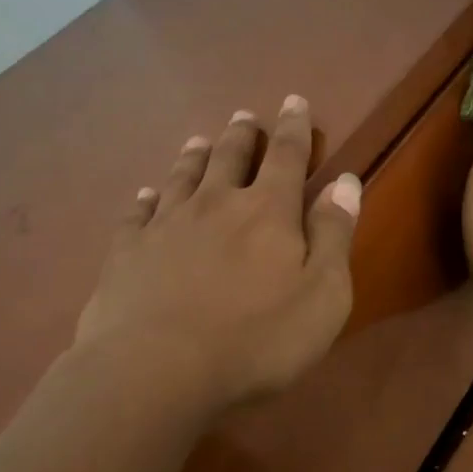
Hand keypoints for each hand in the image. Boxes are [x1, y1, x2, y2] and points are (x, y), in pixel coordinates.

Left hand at [74, 94, 361, 411]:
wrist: (156, 370)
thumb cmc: (255, 341)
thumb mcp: (322, 296)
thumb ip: (334, 235)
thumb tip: (345, 181)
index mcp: (267, 211)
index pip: (287, 156)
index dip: (294, 127)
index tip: (293, 101)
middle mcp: (215, 204)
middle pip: (230, 157)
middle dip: (242, 135)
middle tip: (244, 117)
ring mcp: (166, 224)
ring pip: (182, 176)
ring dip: (194, 156)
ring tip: (198, 140)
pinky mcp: (127, 250)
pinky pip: (138, 213)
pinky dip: (145, 199)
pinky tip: (146, 194)